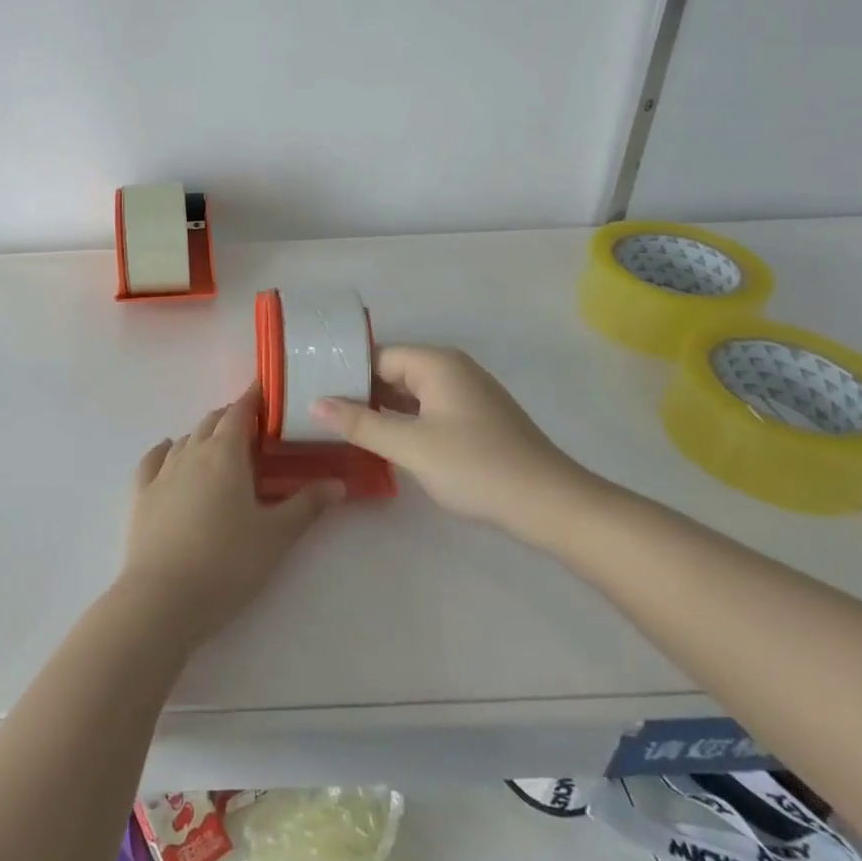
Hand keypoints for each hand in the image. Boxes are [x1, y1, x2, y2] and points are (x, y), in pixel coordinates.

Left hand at [120, 386, 343, 646]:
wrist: (163, 599)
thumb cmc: (227, 563)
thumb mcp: (276, 536)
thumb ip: (308, 505)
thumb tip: (338, 483)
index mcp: (225, 453)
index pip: (240, 412)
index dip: (254, 398)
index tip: (267, 391)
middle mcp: (192, 452)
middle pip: (212, 421)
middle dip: (233, 417)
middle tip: (254, 428)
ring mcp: (162, 472)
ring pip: (186, 439)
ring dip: (205, 435)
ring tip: (221, 446)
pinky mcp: (141, 494)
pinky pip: (154, 459)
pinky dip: (166, 450)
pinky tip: (169, 450)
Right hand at [312, 345, 604, 548]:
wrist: (551, 504)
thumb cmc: (477, 467)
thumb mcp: (411, 446)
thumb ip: (360, 423)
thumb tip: (315, 403)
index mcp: (436, 363)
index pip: (376, 356)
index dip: (343, 372)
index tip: (310, 391)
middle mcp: (451, 369)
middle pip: (392, 371)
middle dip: (358, 390)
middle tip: (317, 411)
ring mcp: (466, 394)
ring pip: (409, 393)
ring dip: (379, 408)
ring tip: (340, 426)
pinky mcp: (474, 420)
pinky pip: (426, 409)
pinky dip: (402, 421)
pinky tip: (382, 440)